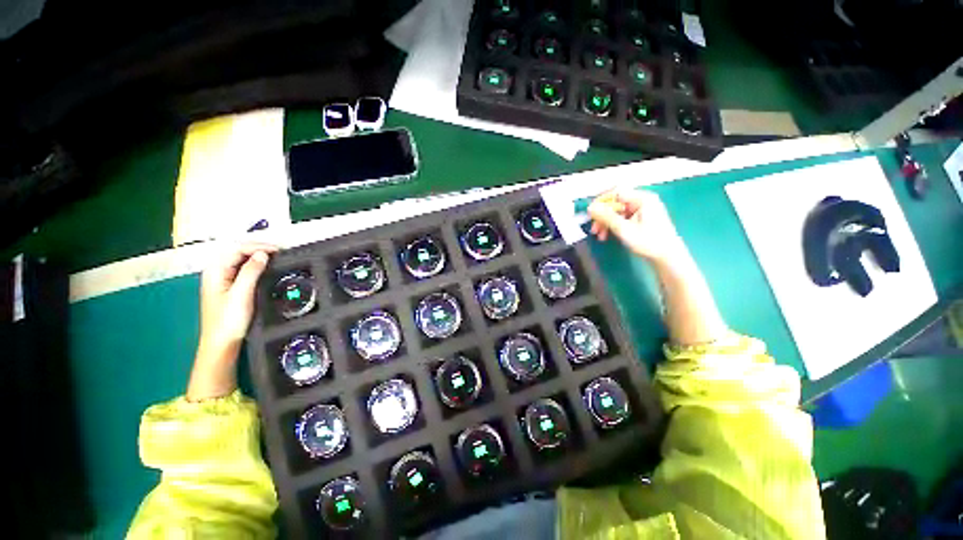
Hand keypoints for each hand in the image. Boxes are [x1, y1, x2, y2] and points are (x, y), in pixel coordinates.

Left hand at [188, 242, 278, 401]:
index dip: (258, 246)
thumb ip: (250, 272)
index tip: (279, 250)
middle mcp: (216, 272)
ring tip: (277, 257)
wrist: (221, 343)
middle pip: (237, 252)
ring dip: (258, 256)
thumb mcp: (241, 294)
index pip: (237, 249)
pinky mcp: (228, 287)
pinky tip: (265, 268)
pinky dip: (255, 265)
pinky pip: (242, 269)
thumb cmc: (229, 320)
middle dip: (258, 248)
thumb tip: (263, 254)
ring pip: (240, 260)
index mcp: (215, 271)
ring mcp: (221, 280)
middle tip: (281, 252)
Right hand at [588, 189, 685, 265]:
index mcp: (642, 199)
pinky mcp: (641, 219)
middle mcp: (642, 201)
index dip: (601, 202)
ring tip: (600, 235)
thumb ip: (606, 217)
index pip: (616, 193)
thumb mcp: (624, 229)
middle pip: (615, 203)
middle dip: (603, 216)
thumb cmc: (648, 242)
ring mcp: (642, 210)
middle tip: (594, 229)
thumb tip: (590, 208)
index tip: (591, 214)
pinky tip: (607, 235)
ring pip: (617, 212)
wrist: (667, 257)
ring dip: (606, 223)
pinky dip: (613, 225)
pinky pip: (622, 218)